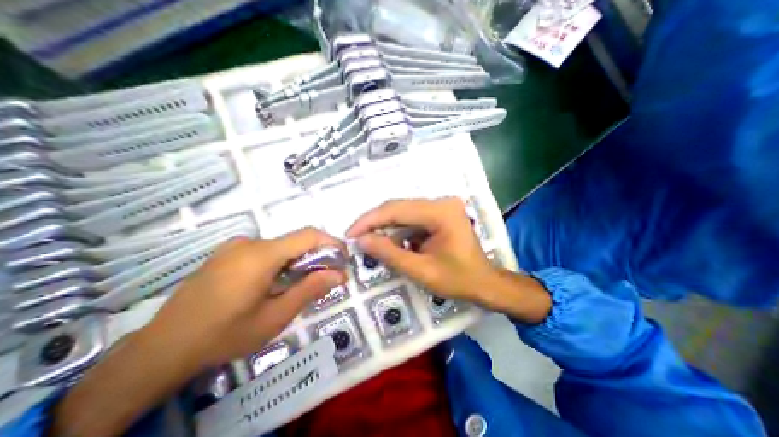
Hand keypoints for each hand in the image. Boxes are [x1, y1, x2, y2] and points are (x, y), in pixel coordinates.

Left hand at [140, 228, 346, 371]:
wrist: (161, 350)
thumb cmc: (224, 336)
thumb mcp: (275, 317)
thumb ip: (310, 290)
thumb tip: (339, 274)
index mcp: (261, 255)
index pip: (308, 235)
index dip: (331, 243)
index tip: (343, 259)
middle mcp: (249, 242)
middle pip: (295, 241)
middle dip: (317, 256)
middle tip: (326, 277)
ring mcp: (235, 246)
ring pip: (281, 247)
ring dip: (298, 260)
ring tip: (301, 284)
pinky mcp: (227, 254)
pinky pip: (265, 251)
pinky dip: (281, 262)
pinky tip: (276, 283)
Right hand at [346, 198, 552, 323]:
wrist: (485, 282)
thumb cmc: (459, 280)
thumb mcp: (422, 271)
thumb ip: (390, 254)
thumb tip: (362, 240)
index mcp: (441, 212)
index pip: (397, 210)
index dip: (370, 221)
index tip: (350, 233)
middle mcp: (441, 202)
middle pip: (398, 207)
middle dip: (374, 222)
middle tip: (355, 237)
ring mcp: (441, 205)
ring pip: (402, 211)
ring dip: (384, 226)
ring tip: (367, 240)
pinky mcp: (439, 212)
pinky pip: (411, 217)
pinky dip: (397, 229)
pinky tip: (387, 240)